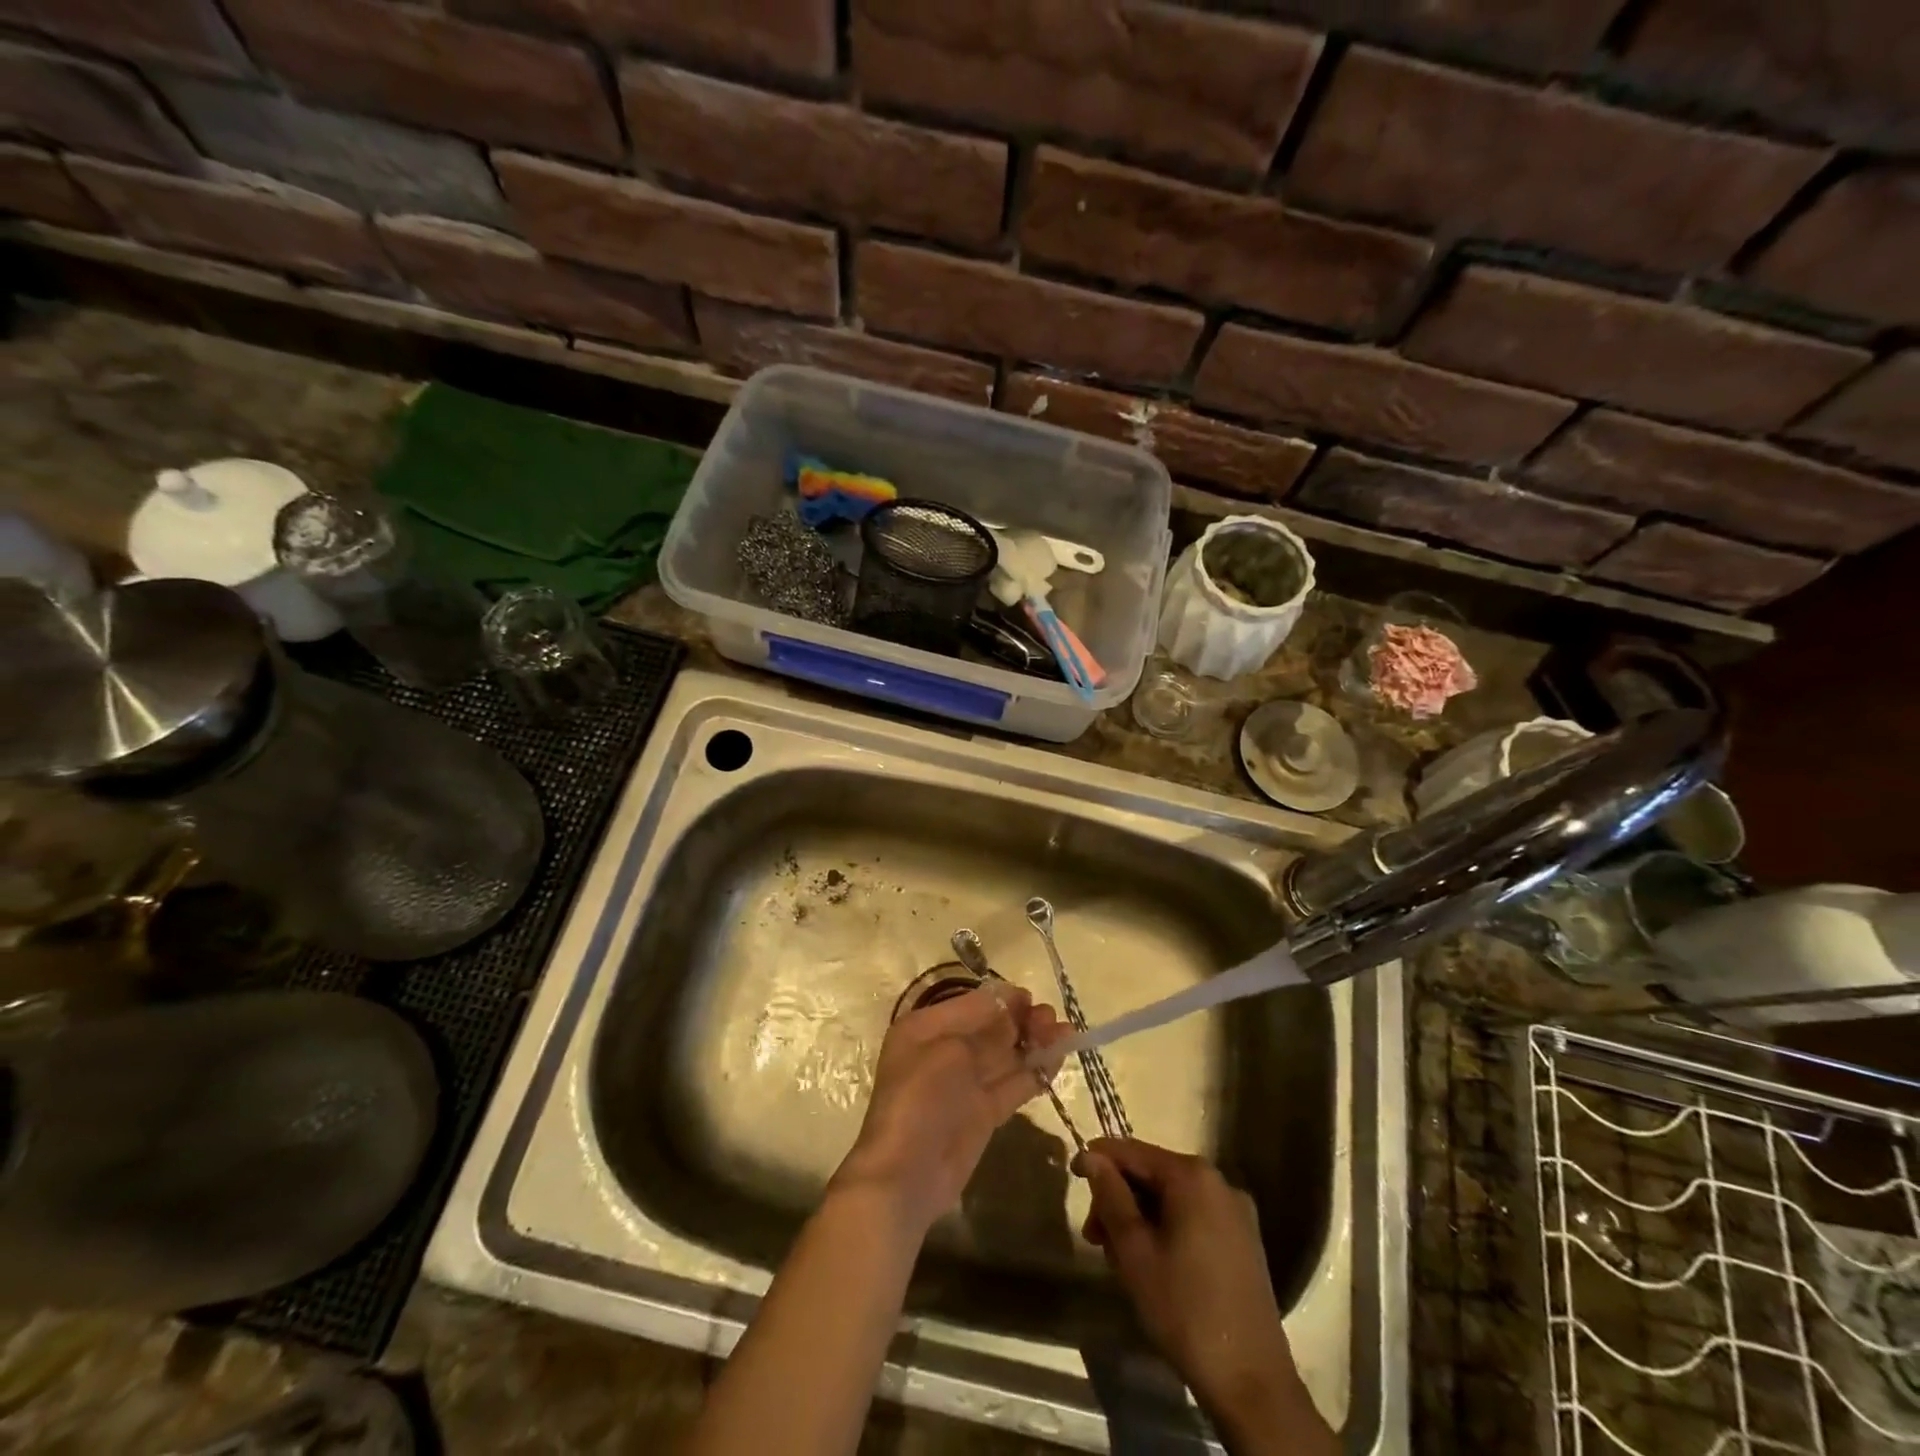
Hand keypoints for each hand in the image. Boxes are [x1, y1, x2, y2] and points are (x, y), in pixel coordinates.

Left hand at [832, 986, 1067, 1233]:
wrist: (908, 1174)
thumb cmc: (921, 1098)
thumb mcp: (949, 1049)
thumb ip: (984, 1026)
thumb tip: (1011, 1002)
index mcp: (927, 1028)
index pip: (972, 1004)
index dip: (1003, 1000)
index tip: (1032, 999)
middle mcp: (946, 1050)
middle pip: (991, 1028)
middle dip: (1023, 1020)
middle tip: (1052, 1019)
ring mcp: (965, 1084)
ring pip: (1006, 1056)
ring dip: (1035, 1044)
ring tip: (1067, 1034)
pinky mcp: (983, 1113)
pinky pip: (1012, 1084)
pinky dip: (1035, 1072)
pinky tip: (1057, 1061)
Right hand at [1077, 1138, 1331, 1450]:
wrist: (1252, 1383)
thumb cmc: (1184, 1310)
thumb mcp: (1134, 1251)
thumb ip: (1110, 1196)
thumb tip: (1092, 1156)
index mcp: (1193, 1176)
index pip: (1133, 1152)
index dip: (1098, 1159)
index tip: (1071, 1175)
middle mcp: (1219, 1182)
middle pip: (1153, 1175)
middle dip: (1119, 1199)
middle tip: (1094, 1237)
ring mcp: (1236, 1213)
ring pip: (1172, 1199)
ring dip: (1139, 1218)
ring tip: (1118, 1257)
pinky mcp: (1244, 1242)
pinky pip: (1193, 1217)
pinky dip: (1166, 1229)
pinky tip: (1151, 1262)